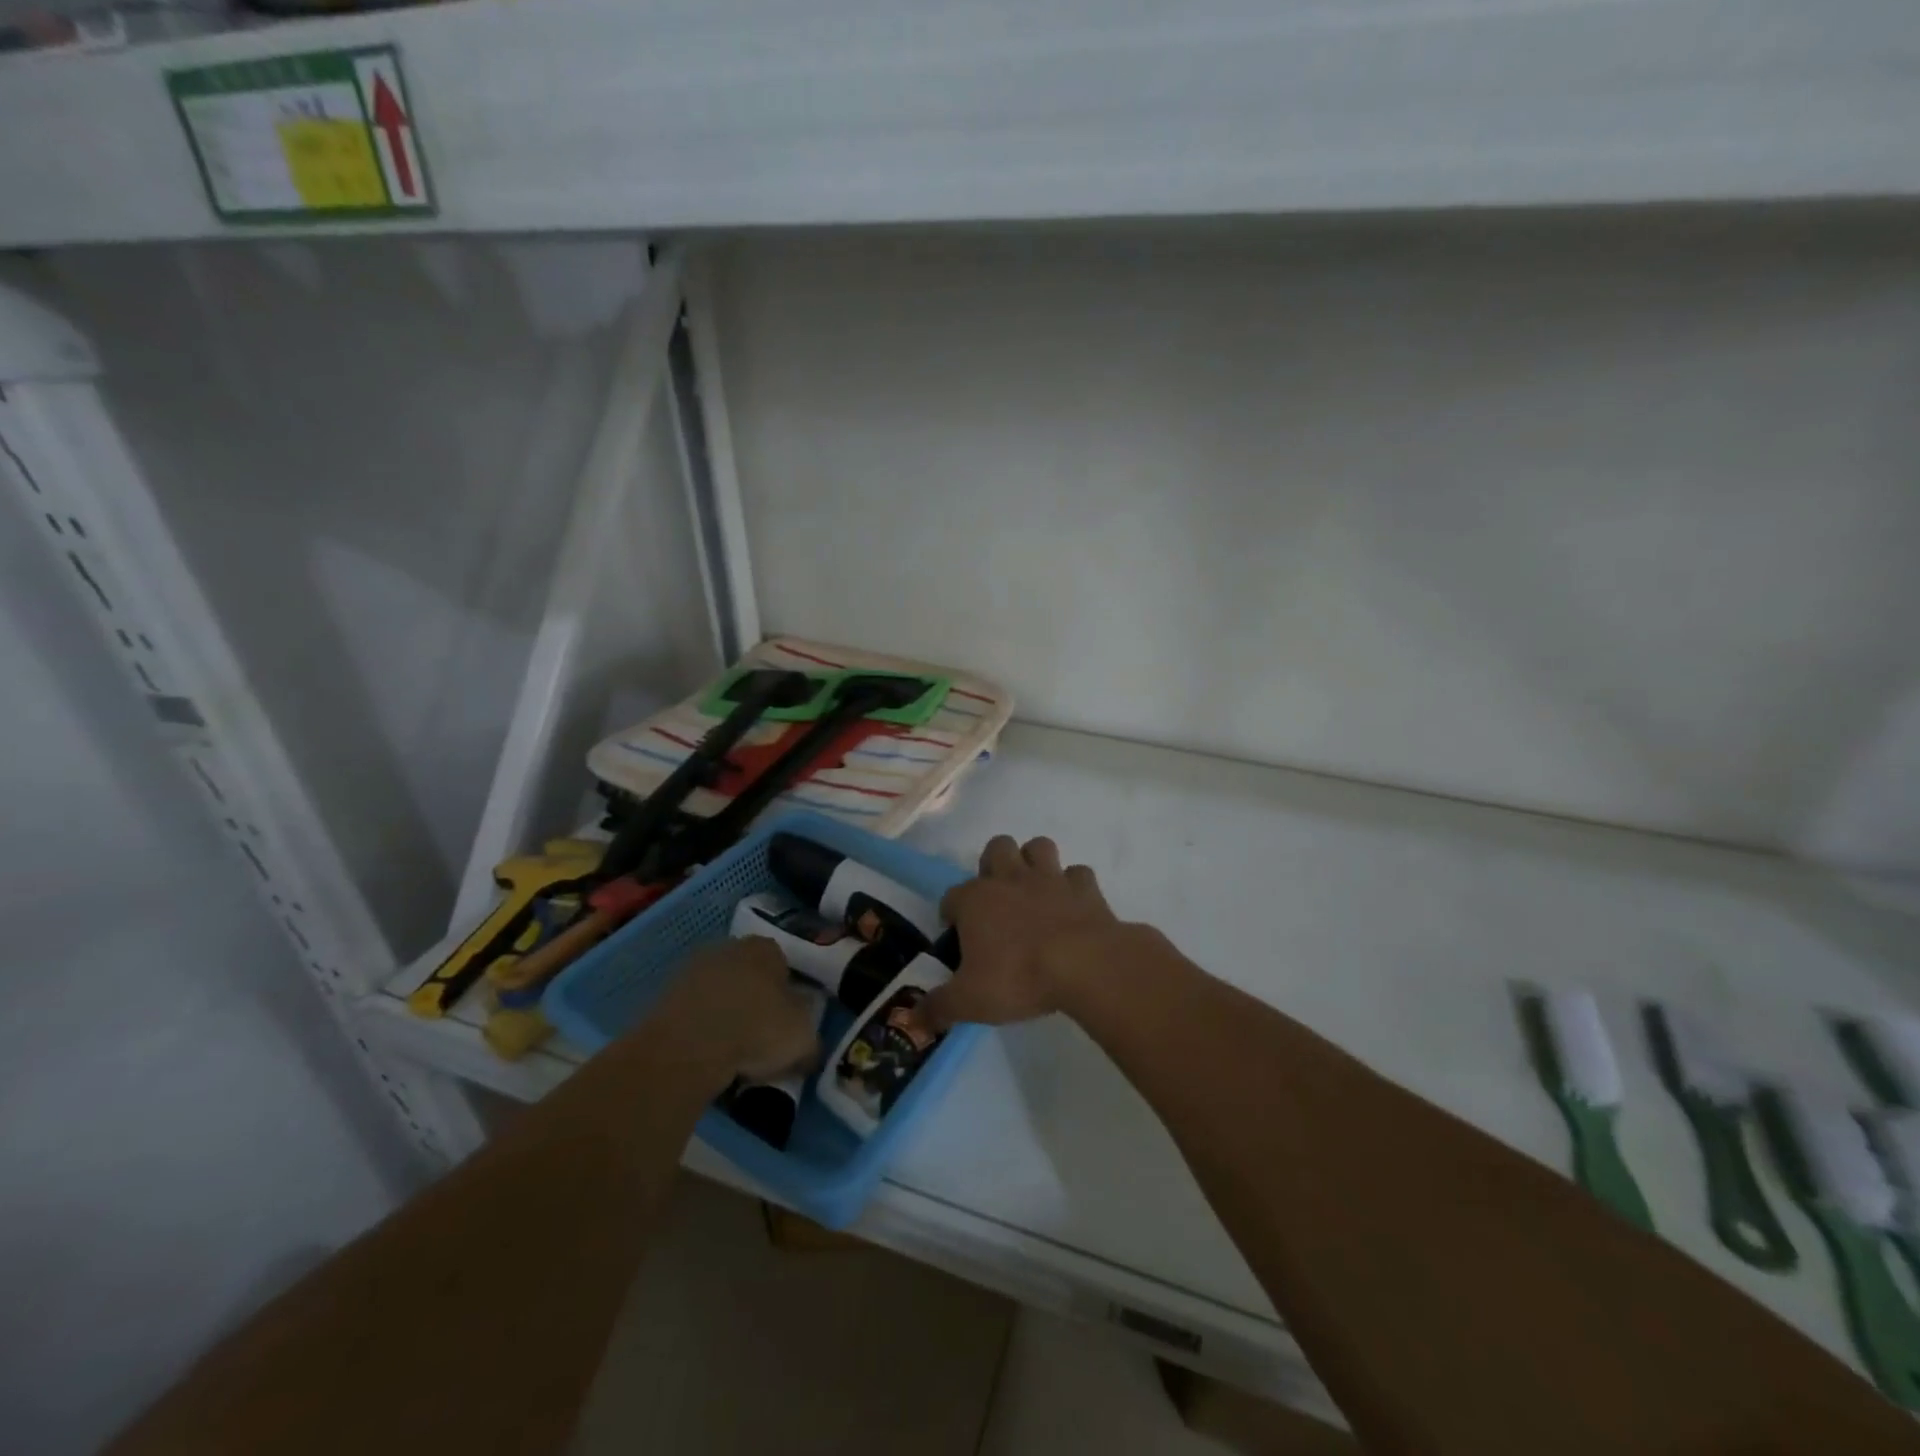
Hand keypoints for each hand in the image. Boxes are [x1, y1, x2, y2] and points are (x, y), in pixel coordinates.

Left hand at [649, 938, 822, 1083]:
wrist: (688, 1048)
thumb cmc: (756, 1030)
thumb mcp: (803, 1039)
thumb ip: (810, 1038)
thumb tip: (808, 1047)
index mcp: (766, 948)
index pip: (783, 963)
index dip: (787, 993)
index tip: (788, 1022)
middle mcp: (729, 948)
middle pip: (748, 974)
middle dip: (754, 1000)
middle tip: (761, 1038)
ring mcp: (692, 969)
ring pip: (718, 993)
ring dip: (725, 1015)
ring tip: (731, 1053)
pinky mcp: (664, 995)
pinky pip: (693, 1012)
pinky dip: (700, 1029)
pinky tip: (706, 1055)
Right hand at [913, 835, 1120, 1031]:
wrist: (1085, 965)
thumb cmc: (1019, 977)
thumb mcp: (969, 1002)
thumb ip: (938, 1008)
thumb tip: (912, 1019)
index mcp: (975, 900)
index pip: (952, 896)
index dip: (951, 914)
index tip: (956, 936)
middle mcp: (1010, 878)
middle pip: (996, 848)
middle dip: (994, 865)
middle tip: (997, 901)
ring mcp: (1050, 878)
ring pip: (1038, 847)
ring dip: (1034, 862)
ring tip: (1034, 891)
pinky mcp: (1085, 887)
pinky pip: (1078, 874)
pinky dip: (1074, 885)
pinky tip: (1072, 905)